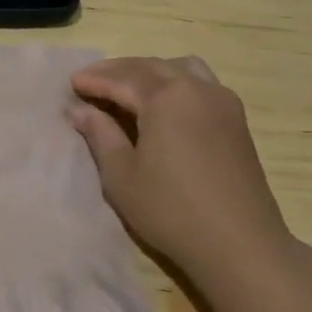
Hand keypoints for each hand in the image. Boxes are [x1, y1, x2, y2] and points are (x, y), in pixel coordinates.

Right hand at [68, 56, 287, 266]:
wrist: (241, 245)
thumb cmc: (171, 210)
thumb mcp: (121, 175)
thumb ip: (100, 135)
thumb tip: (80, 110)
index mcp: (166, 97)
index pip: (121, 79)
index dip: (93, 80)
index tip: (70, 83)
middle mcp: (196, 88)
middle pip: (150, 67)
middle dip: (117, 71)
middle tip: (91, 81)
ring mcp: (221, 101)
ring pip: (180, 68)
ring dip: (150, 71)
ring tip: (128, 86)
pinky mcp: (236, 120)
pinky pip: (201, 83)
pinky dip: (176, 81)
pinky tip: (164, 102)